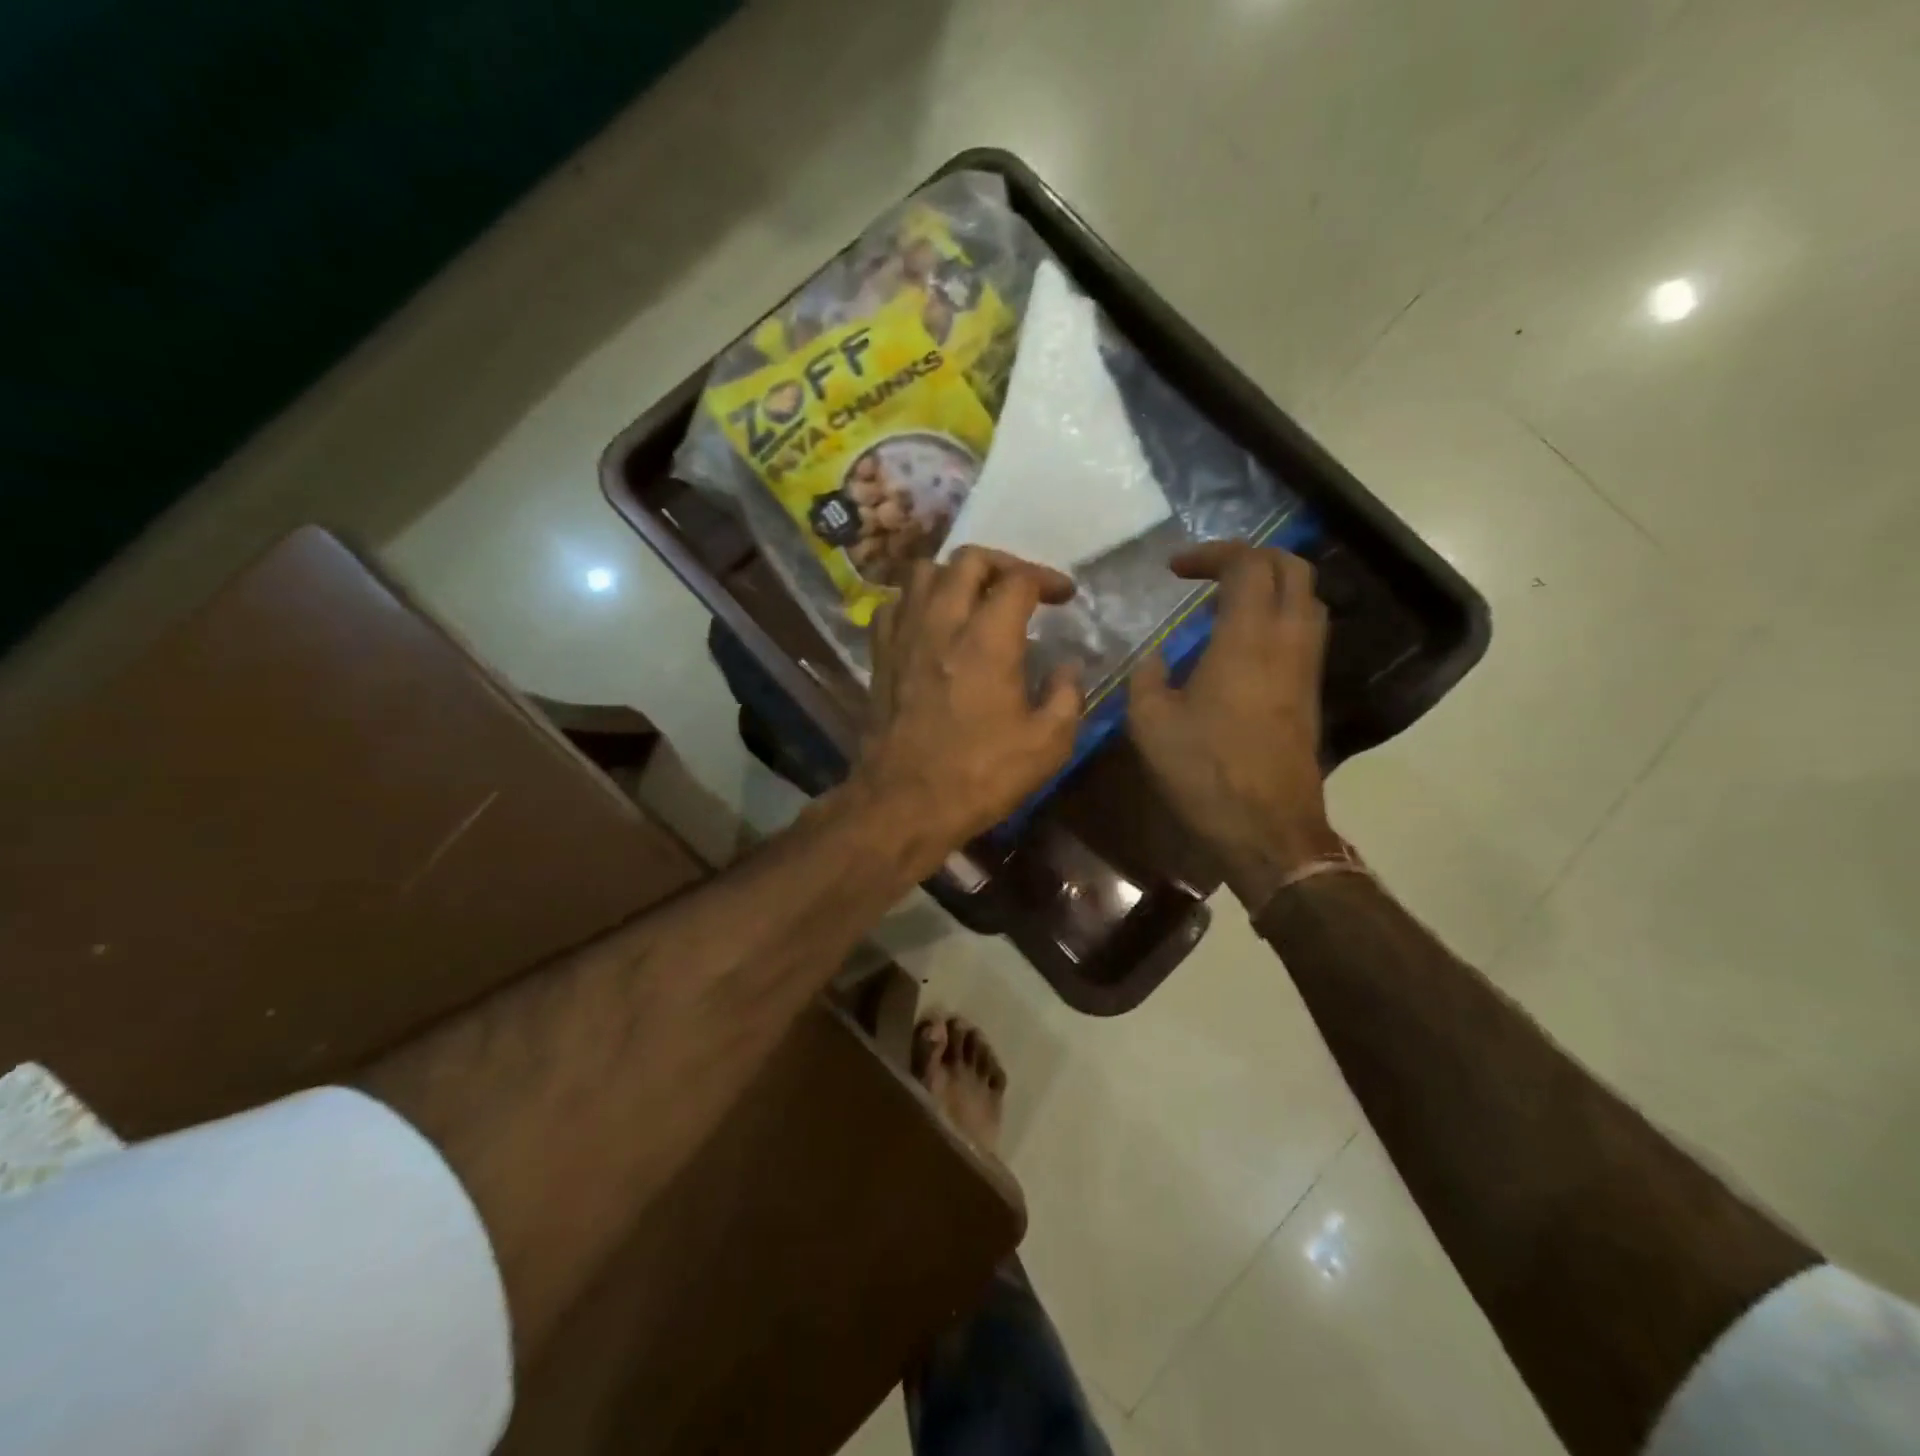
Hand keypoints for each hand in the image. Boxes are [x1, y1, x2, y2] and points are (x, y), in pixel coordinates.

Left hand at [851, 547, 1082, 873]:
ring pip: (923, 572)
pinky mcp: (880, 656)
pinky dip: (915, 601)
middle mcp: (942, 622)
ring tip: (974, 598)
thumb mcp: (1047, 744)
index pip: (1019, 580)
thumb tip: (1068, 666)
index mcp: (988, 639)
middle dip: (1003, 564)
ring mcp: (904, 636)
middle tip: (1022, 588)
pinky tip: (930, 623)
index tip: (1065, 596)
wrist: (903, 804)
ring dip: (954, 575)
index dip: (1048, 579)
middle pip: (968, 559)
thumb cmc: (979, 776)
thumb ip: (1067, 695)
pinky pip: (893, 605)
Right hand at [1128, 543, 1344, 910]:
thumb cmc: (1204, 772)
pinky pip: (1305, 631)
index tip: (1175, 569)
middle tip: (1210, 572)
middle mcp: (1287, 641)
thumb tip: (1156, 657)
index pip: (1247, 564)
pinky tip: (1242, 642)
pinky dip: (1279, 616)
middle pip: (1292, 569)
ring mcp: (1306, 668)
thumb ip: (1148, 677)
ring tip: (1227, 602)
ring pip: (1307, 599)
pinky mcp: (1310, 693)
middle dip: (1251, 557)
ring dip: (1271, 585)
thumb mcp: (1150, 723)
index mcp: (1247, 639)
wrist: (1266, 828)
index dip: (1212, 553)